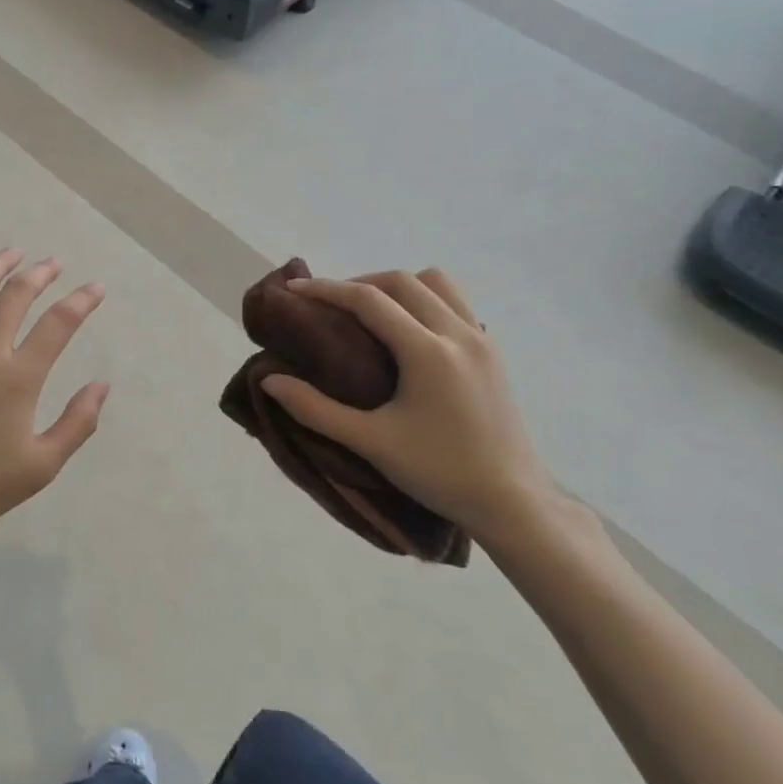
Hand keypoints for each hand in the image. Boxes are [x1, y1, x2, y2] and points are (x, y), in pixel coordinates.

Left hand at [0, 250, 109, 544]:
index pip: (58, 324)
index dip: (81, 301)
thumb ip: (77, 423)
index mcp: (18, 377)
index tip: (95, 288)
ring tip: (12, 254)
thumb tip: (102, 385)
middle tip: (52, 264)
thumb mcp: (41, 466)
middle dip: (39, 274)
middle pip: (15, 295)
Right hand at [260, 269, 558, 547]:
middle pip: (402, 282)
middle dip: (359, 283)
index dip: (326, 290)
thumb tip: (270, 380)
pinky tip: (408, 333)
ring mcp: (482, 340)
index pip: (369, 300)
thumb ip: (315, 409)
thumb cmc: (438, 472)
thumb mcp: (370, 443)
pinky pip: (456, 303)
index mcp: (428, 352)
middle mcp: (458, 334)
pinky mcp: (493, 353)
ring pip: (436, 284)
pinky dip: (425, 300)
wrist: (512, 502)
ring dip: (398, 287)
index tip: (293, 290)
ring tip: (370, 313)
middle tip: (328, 306)